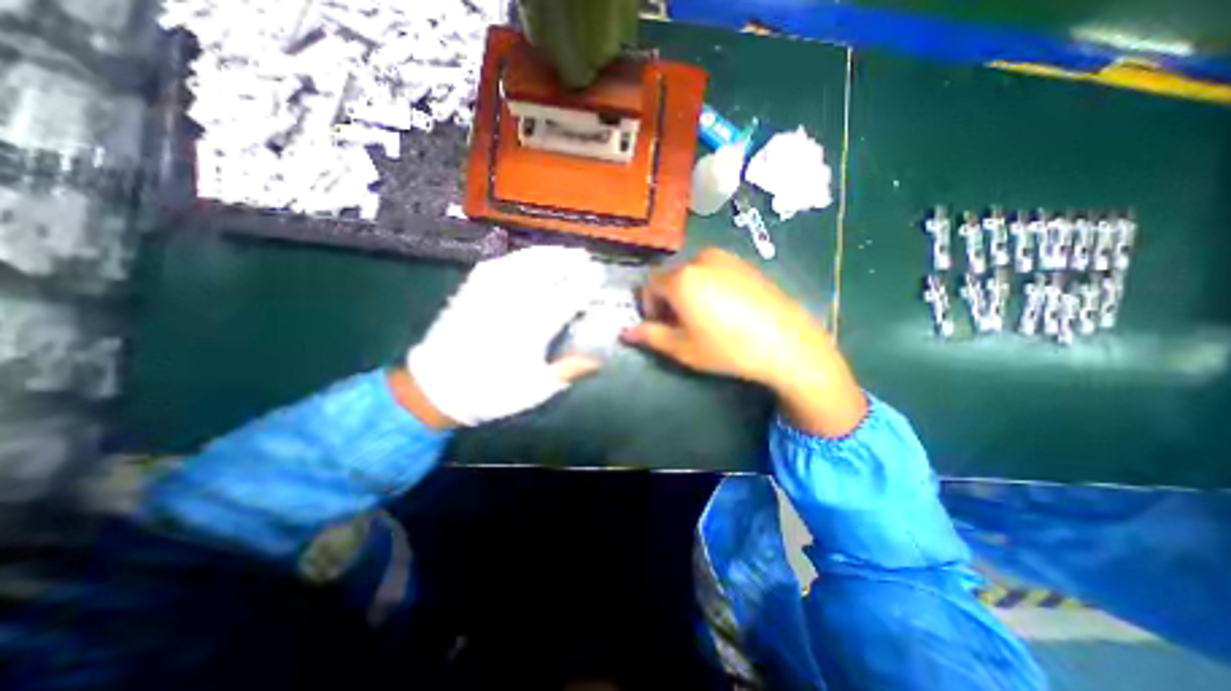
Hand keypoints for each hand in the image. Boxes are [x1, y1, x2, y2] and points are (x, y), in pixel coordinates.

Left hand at [408, 246, 606, 427]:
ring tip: (560, 250)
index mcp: (533, 326)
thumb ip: (569, 370)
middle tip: (583, 254)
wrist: (438, 387)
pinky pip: (497, 264)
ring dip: (545, 253)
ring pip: (523, 262)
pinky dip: (516, 257)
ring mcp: (490, 292)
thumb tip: (600, 360)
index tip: (598, 274)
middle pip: (546, 271)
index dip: (585, 283)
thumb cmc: (493, 391)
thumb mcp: (537, 388)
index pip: (567, 296)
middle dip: (567, 260)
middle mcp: (514, 302)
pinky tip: (525, 256)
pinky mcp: (471, 289)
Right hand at [627, 248, 863, 437]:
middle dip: (669, 299)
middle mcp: (701, 259)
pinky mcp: (747, 264)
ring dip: (689, 292)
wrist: (787, 343)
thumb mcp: (683, 348)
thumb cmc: (728, 348)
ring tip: (705, 318)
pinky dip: (710, 286)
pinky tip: (727, 310)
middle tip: (681, 325)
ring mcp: (727, 258)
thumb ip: (650, 336)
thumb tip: (625, 332)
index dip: (649, 306)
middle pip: (672, 277)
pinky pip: (716, 271)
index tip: (660, 326)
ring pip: (694, 273)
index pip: (649, 285)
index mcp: (682, 278)